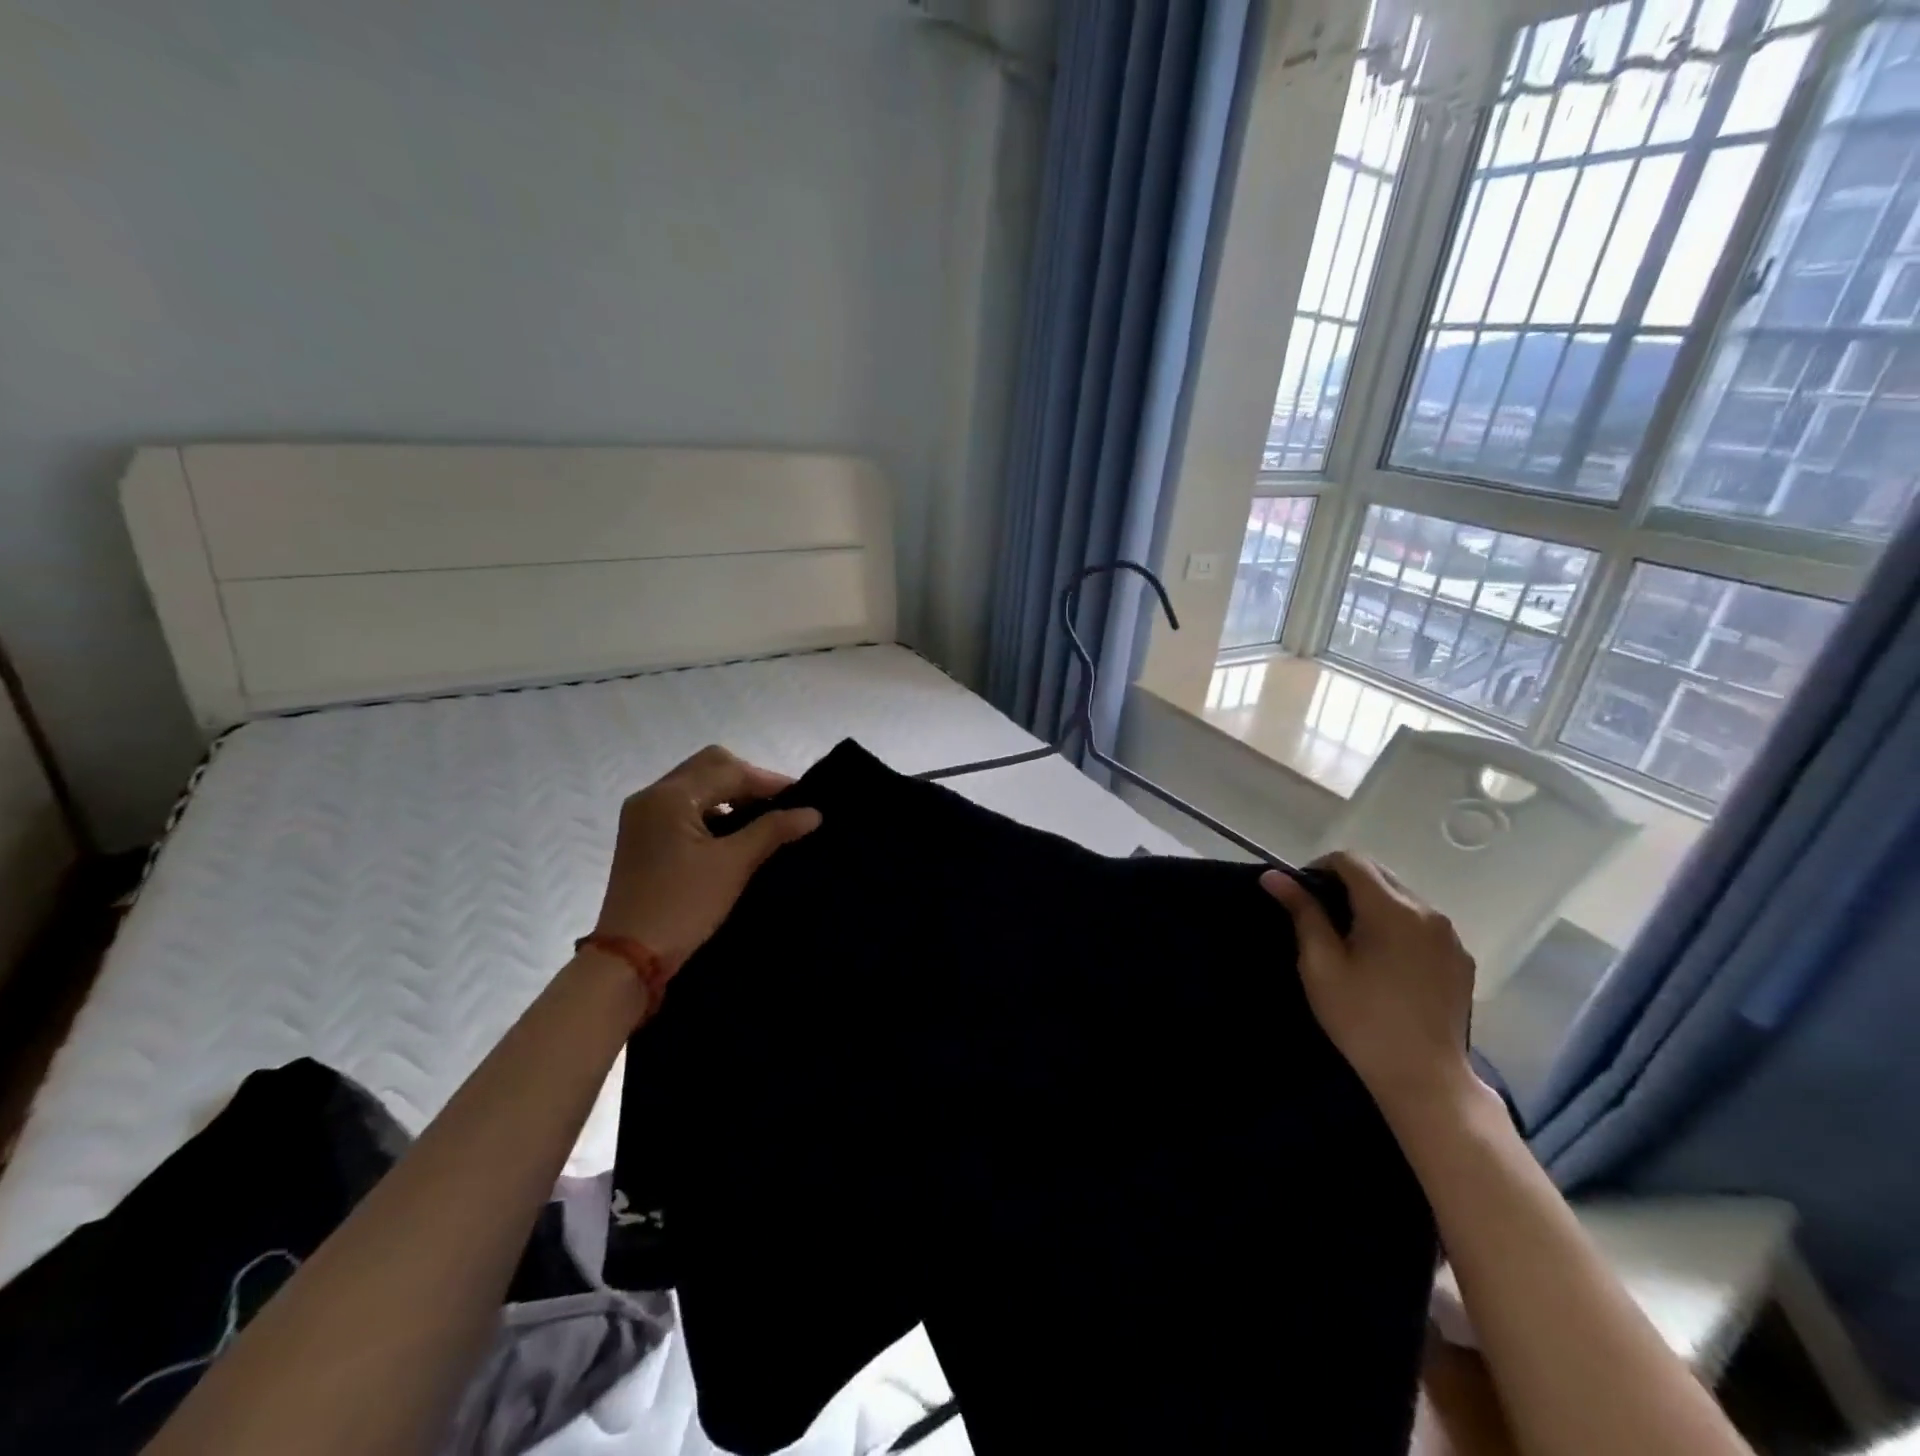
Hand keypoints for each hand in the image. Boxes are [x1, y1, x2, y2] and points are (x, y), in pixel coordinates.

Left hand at [593, 746, 821, 972]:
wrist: (629, 959)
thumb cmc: (683, 906)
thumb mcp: (733, 865)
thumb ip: (773, 830)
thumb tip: (813, 812)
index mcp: (669, 796)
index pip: (729, 771)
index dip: (770, 782)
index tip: (805, 797)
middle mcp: (651, 796)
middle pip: (709, 767)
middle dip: (748, 780)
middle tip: (781, 804)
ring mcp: (643, 816)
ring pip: (696, 785)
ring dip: (730, 794)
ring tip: (763, 818)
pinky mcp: (642, 836)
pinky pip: (684, 806)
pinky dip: (712, 810)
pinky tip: (733, 832)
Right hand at [1261, 852, 1480, 1122]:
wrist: (1424, 1078)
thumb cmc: (1361, 1018)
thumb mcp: (1320, 964)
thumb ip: (1302, 912)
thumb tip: (1274, 876)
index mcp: (1391, 909)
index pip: (1351, 860)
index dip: (1319, 868)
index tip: (1301, 895)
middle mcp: (1428, 911)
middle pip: (1380, 875)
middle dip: (1346, 885)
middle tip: (1321, 919)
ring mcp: (1450, 937)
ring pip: (1403, 899)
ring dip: (1373, 905)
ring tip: (1353, 941)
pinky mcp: (1461, 959)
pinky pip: (1423, 925)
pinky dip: (1399, 927)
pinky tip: (1385, 961)